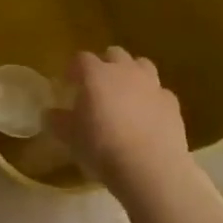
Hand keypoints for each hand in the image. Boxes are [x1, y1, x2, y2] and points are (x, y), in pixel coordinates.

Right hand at [61, 47, 190, 188]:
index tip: (68, 84)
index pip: (81, 59)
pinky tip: (148, 117)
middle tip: (98, 87)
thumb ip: (58, 121)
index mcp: (96, 74)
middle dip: (105, 65)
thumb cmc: (102, 148)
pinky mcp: (172, 103)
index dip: (74, 69)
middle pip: (114, 54)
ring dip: (132, 75)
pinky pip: (160, 92)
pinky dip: (152, 99)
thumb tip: (49, 114)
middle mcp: (125, 71)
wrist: (150, 168)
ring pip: (142, 66)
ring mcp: (152, 85)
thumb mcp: (70, 138)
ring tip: (126, 96)